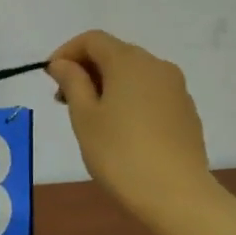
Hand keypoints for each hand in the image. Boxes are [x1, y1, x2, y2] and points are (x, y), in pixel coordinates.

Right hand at [47, 30, 216, 234]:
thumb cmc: (119, 153)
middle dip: (86, 70)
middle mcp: (157, 66)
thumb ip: (72, 83)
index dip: (66, 52)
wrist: (176, 194)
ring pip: (134, 74)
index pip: (93, 39)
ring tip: (90, 118)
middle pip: (115, 54)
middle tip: (63, 100)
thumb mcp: (84, 117)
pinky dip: (129, 99)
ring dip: (107, 85)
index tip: (49, 77)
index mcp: (129, 61)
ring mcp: (176, 89)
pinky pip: (150, 93)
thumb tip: (62, 63)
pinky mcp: (186, 112)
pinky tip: (120, 130)